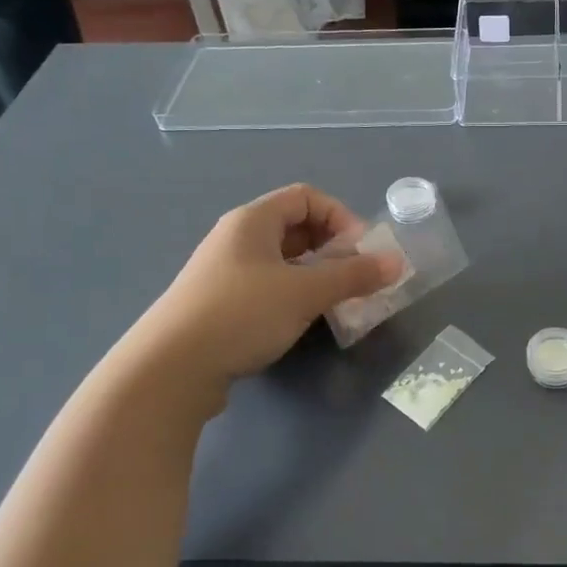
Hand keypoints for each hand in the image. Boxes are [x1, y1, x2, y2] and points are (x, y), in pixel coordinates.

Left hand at [132, 185, 405, 382]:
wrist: (170, 369)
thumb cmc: (241, 314)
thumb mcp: (306, 292)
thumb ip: (354, 275)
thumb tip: (397, 262)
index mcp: (253, 220)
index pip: (306, 197)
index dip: (340, 216)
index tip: (360, 250)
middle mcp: (236, 238)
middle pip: (295, 227)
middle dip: (331, 247)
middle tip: (353, 276)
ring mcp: (224, 272)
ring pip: (281, 260)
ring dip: (314, 274)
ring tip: (335, 301)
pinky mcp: (218, 304)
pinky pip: (266, 285)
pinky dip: (292, 294)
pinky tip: (301, 320)